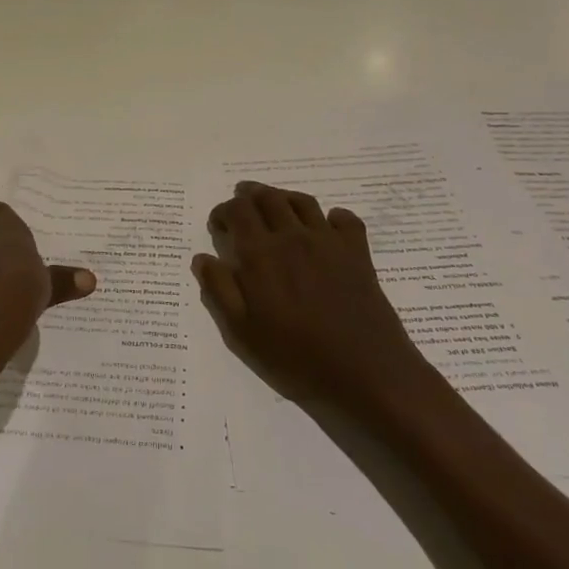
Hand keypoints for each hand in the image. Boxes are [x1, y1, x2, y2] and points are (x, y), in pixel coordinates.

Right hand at [193, 181, 425, 416]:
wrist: (366, 373)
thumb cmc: (296, 357)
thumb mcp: (242, 333)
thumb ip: (218, 290)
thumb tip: (203, 257)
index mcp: (260, 254)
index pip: (237, 211)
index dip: (223, 211)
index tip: (218, 225)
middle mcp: (292, 237)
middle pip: (268, 197)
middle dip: (249, 194)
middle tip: (241, 202)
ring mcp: (328, 242)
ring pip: (302, 201)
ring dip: (283, 197)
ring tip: (275, 207)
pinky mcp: (358, 253)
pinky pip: (345, 219)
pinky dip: (333, 216)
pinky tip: (326, 227)